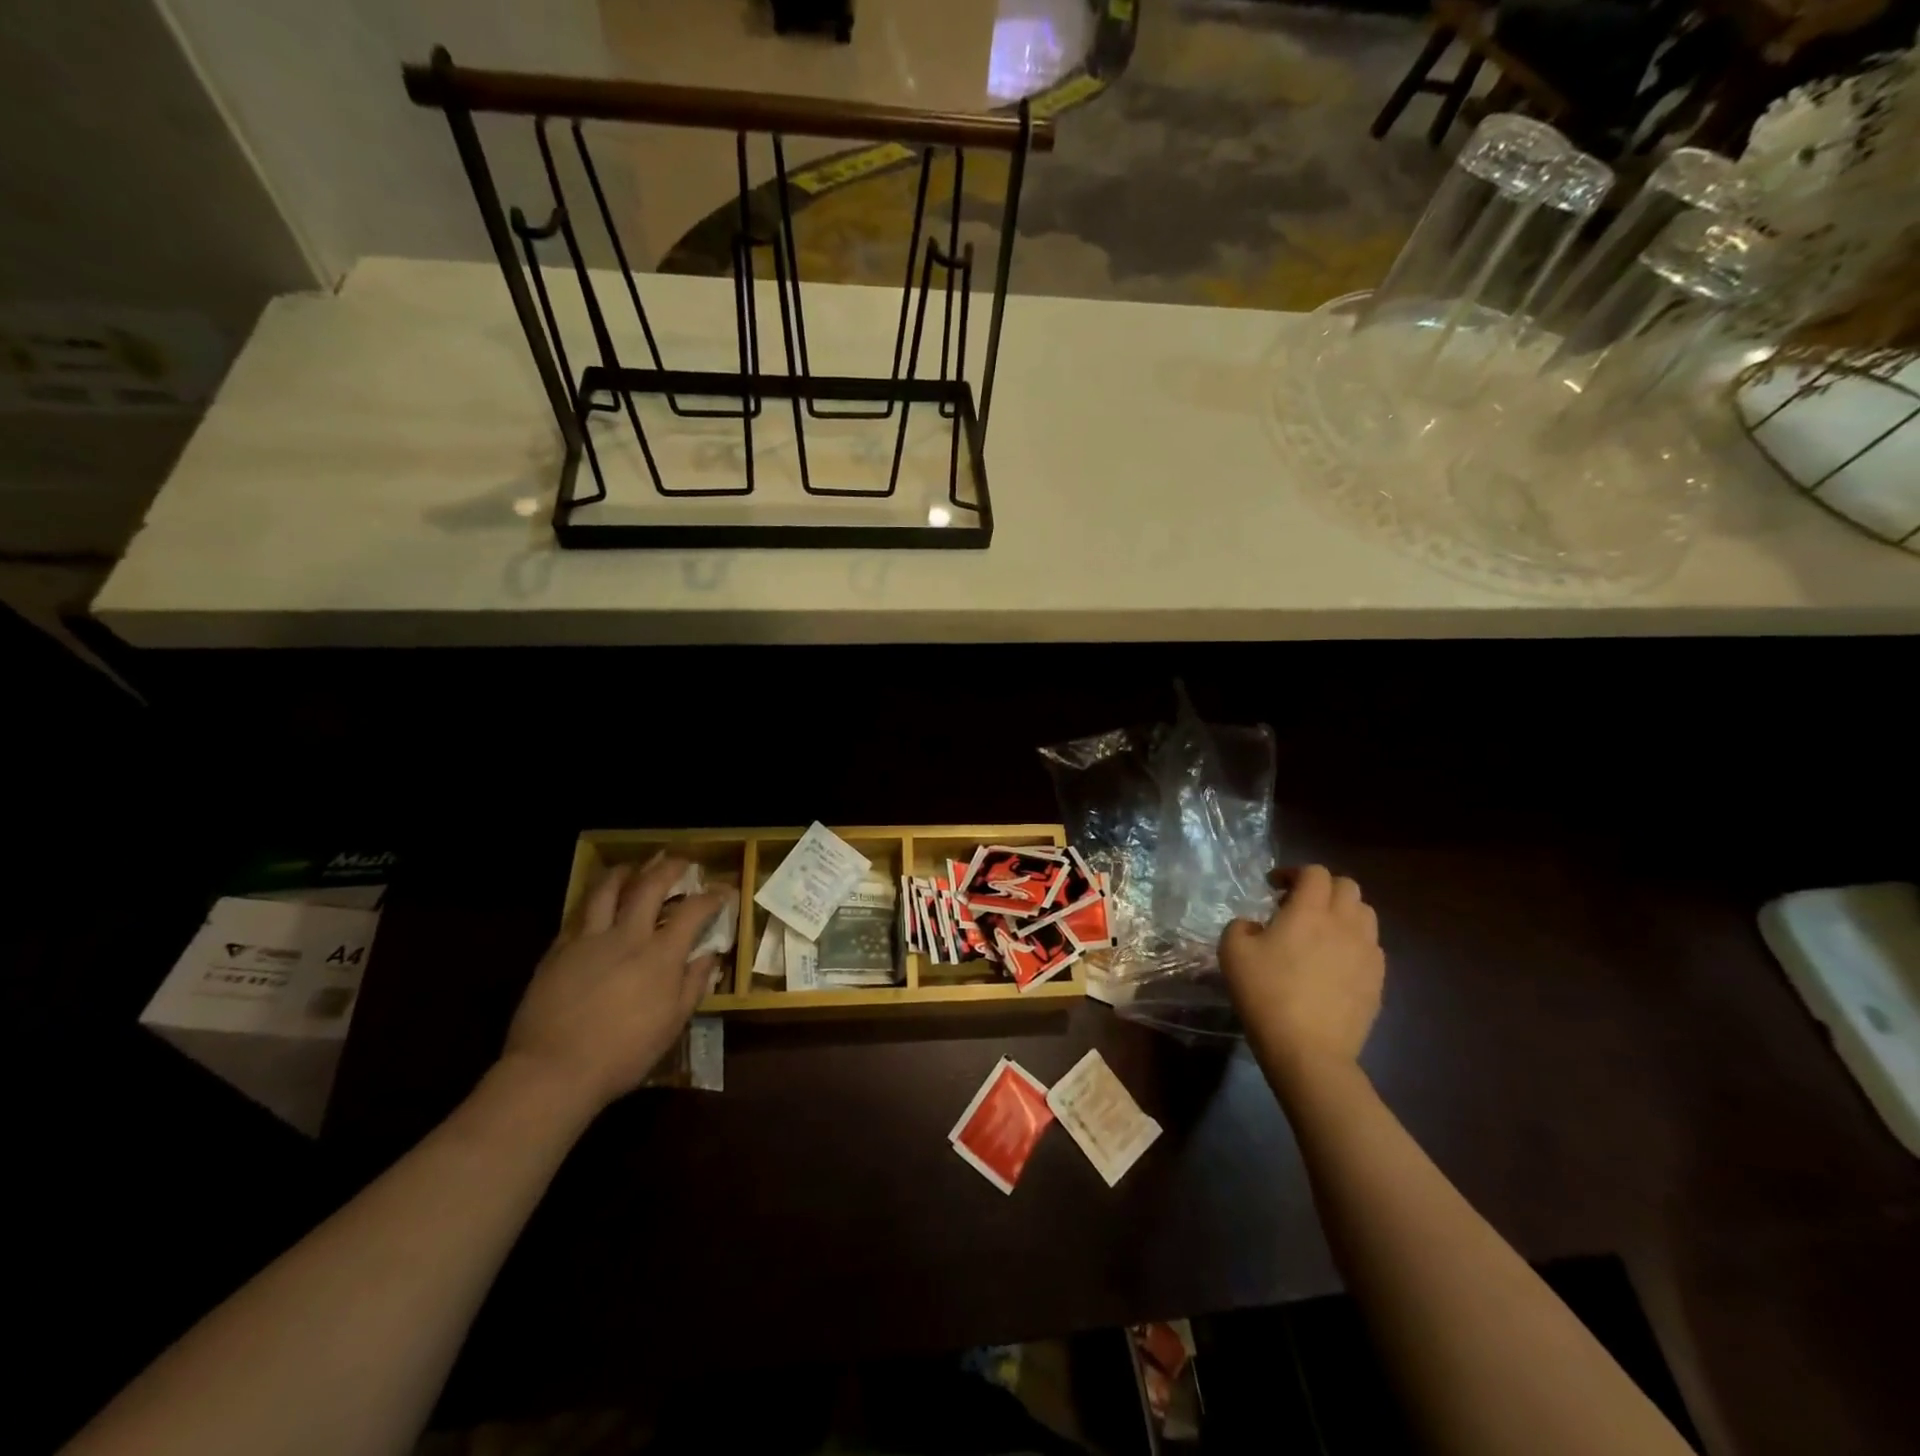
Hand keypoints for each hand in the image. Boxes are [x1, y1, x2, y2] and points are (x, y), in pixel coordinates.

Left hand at [502, 856, 725, 1114]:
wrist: (553, 1071)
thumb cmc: (622, 1054)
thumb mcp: (672, 1025)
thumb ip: (693, 984)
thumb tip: (710, 956)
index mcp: (660, 955)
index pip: (693, 911)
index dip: (712, 896)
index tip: (724, 890)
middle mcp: (627, 936)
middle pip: (650, 886)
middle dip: (669, 868)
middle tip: (680, 861)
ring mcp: (589, 940)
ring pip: (607, 890)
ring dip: (624, 873)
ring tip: (632, 867)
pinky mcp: (558, 950)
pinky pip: (578, 915)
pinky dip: (592, 903)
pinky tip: (595, 906)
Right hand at [1220, 865, 1383, 1079]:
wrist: (1308, 1050)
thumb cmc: (1266, 994)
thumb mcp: (1232, 951)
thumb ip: (1241, 926)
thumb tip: (1256, 926)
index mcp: (1310, 910)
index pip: (1315, 872)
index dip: (1294, 873)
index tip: (1274, 887)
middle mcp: (1345, 923)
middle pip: (1347, 886)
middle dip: (1323, 888)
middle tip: (1298, 906)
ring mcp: (1367, 953)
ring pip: (1365, 914)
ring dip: (1343, 913)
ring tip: (1320, 932)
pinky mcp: (1378, 981)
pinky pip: (1371, 947)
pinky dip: (1354, 942)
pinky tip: (1333, 963)